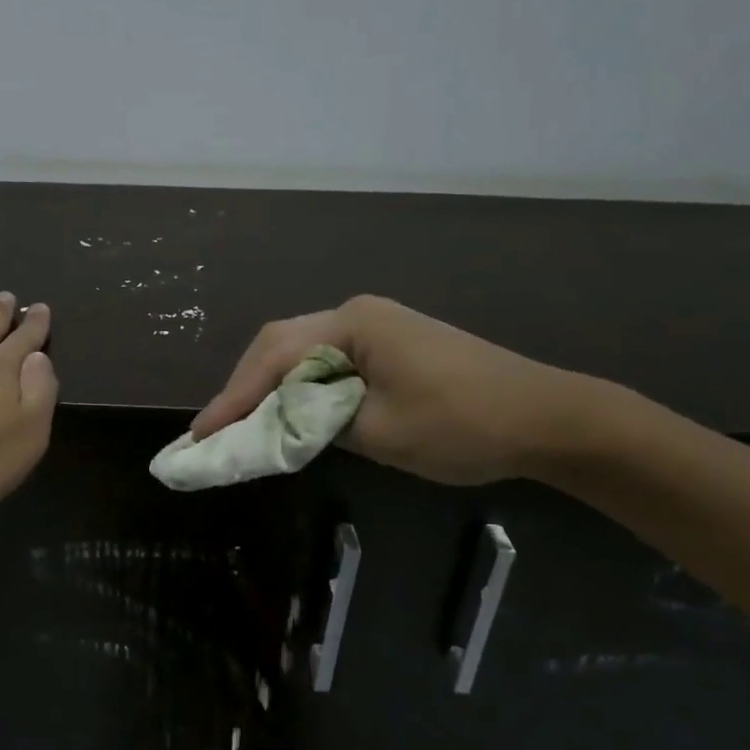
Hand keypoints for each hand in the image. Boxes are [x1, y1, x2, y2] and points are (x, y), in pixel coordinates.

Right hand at [190, 295, 588, 485]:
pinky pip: (329, 362)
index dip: (233, 397)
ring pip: (302, 352)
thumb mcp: (380, 433)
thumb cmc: (464, 425)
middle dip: (245, 387)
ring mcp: (375, 326)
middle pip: (281, 345)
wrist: (549, 417)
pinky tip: (290, 412)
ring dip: (270, 387)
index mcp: (352, 324)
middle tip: (215, 430)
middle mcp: (357, 314)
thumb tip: (279, 423)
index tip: (200, 435)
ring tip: (242, 424)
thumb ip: (316, 423)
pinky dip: (301, 388)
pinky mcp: (390, 344)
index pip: (273, 357)